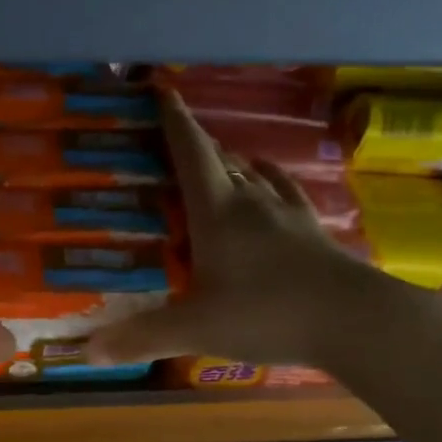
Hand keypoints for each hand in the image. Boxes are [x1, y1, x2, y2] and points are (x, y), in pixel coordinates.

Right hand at [87, 91, 429, 370]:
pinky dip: (269, 185)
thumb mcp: (196, 329)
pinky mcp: (313, 232)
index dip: (172, 120)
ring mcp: (288, 214)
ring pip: (253, 174)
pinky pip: (285, 196)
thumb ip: (143, 337)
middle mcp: (252, 201)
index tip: (158, 90)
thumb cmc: (267, 314)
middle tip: (172, 140)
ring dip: (231, 164)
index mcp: (217, 212)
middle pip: (219, 158)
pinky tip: (269, 188)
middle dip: (194, 143)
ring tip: (215, 164)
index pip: (189, 152)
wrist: (355, 320)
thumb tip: (87, 352)